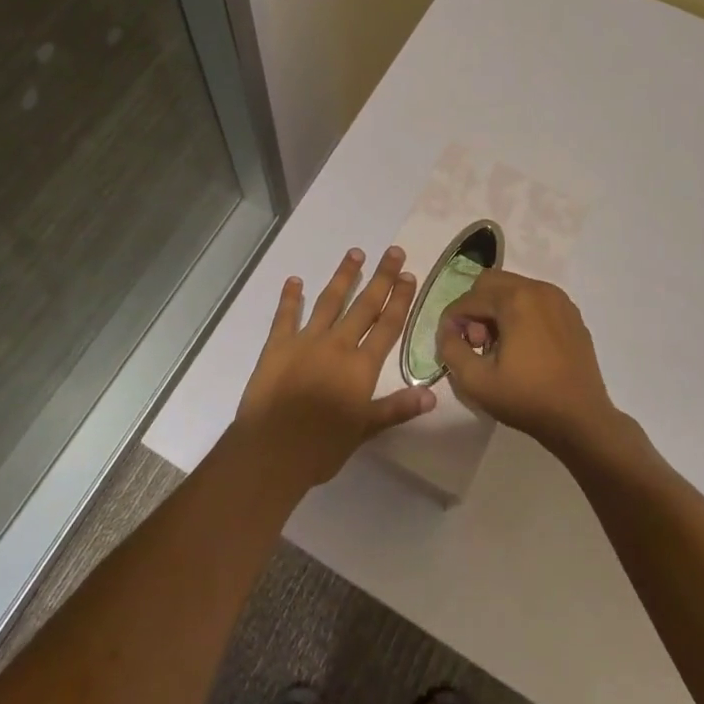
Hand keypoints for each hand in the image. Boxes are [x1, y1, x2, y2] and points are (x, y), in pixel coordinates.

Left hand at [235, 246, 433, 488]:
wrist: (272, 451)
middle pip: (364, 305)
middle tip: (393, 252)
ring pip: (329, 301)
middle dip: (381, 278)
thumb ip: (397, 408)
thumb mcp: (365, 430)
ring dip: (344, 276)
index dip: (400, 300)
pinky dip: (290, 297)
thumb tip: (431, 395)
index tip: (409, 275)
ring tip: (355, 253)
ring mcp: (306, 341)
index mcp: (360, 366)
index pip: (387, 326)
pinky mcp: (277, 345)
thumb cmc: (322, 447)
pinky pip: (286, 315)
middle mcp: (337, 345)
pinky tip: (295, 280)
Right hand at [435, 270, 619, 453]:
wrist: (582, 420)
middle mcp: (538, 288)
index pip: (469, 298)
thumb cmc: (527, 399)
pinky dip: (520, 314)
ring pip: (513, 289)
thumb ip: (450, 349)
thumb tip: (448, 331)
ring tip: (499, 347)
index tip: (451, 345)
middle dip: (476, 309)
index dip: (453, 320)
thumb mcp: (476, 381)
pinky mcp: (571, 314)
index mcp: (516, 298)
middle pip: (491, 283)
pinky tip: (523, 347)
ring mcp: (559, 299)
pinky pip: (535, 301)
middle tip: (477, 343)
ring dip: (497, 311)